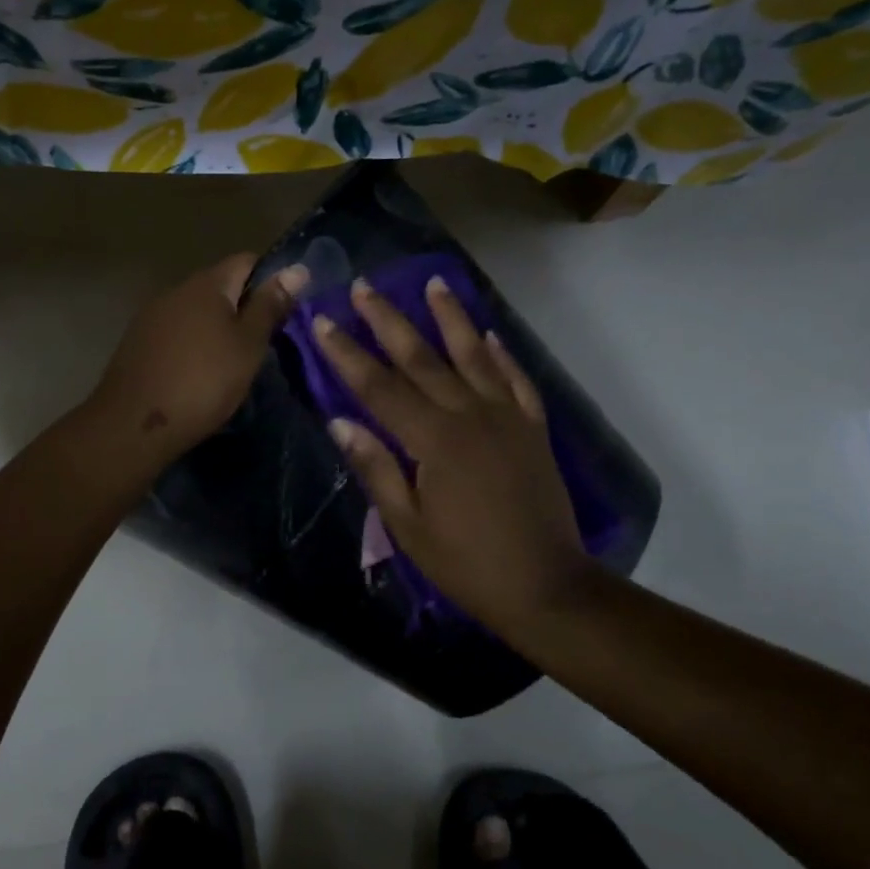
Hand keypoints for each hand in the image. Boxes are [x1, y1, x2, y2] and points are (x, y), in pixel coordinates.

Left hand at [87, 253, 307, 462]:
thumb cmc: (202, 382)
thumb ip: (270, 306)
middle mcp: (176, 291)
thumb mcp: (248, 346)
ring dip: (218, 329)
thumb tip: (297, 269)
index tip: (287, 311)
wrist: (134, 425)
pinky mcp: (138, 344)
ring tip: (235, 362)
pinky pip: (177, 334)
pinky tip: (201, 374)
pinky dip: (195, 346)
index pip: (247, 261)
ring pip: (197, 312)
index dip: (272, 280)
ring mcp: (152, 317)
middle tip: (266, 343)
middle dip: (244, 308)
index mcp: (206, 284)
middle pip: (220, 287)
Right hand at [312, 277, 592, 633]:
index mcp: (434, 440)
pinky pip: (515, 379)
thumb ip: (376, 468)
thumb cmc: (466, 563)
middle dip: (389, 321)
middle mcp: (471, 415)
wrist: (546, 585)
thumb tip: (340, 421)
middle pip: (422, 358)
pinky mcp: (533, 428)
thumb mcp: (408, 525)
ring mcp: (507, 417)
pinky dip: (501, 354)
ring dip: (451, 318)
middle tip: (366, 286)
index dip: (347, 354)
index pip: (380, 387)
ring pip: (474, 355)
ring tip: (434, 283)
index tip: (323, 321)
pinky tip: (488, 334)